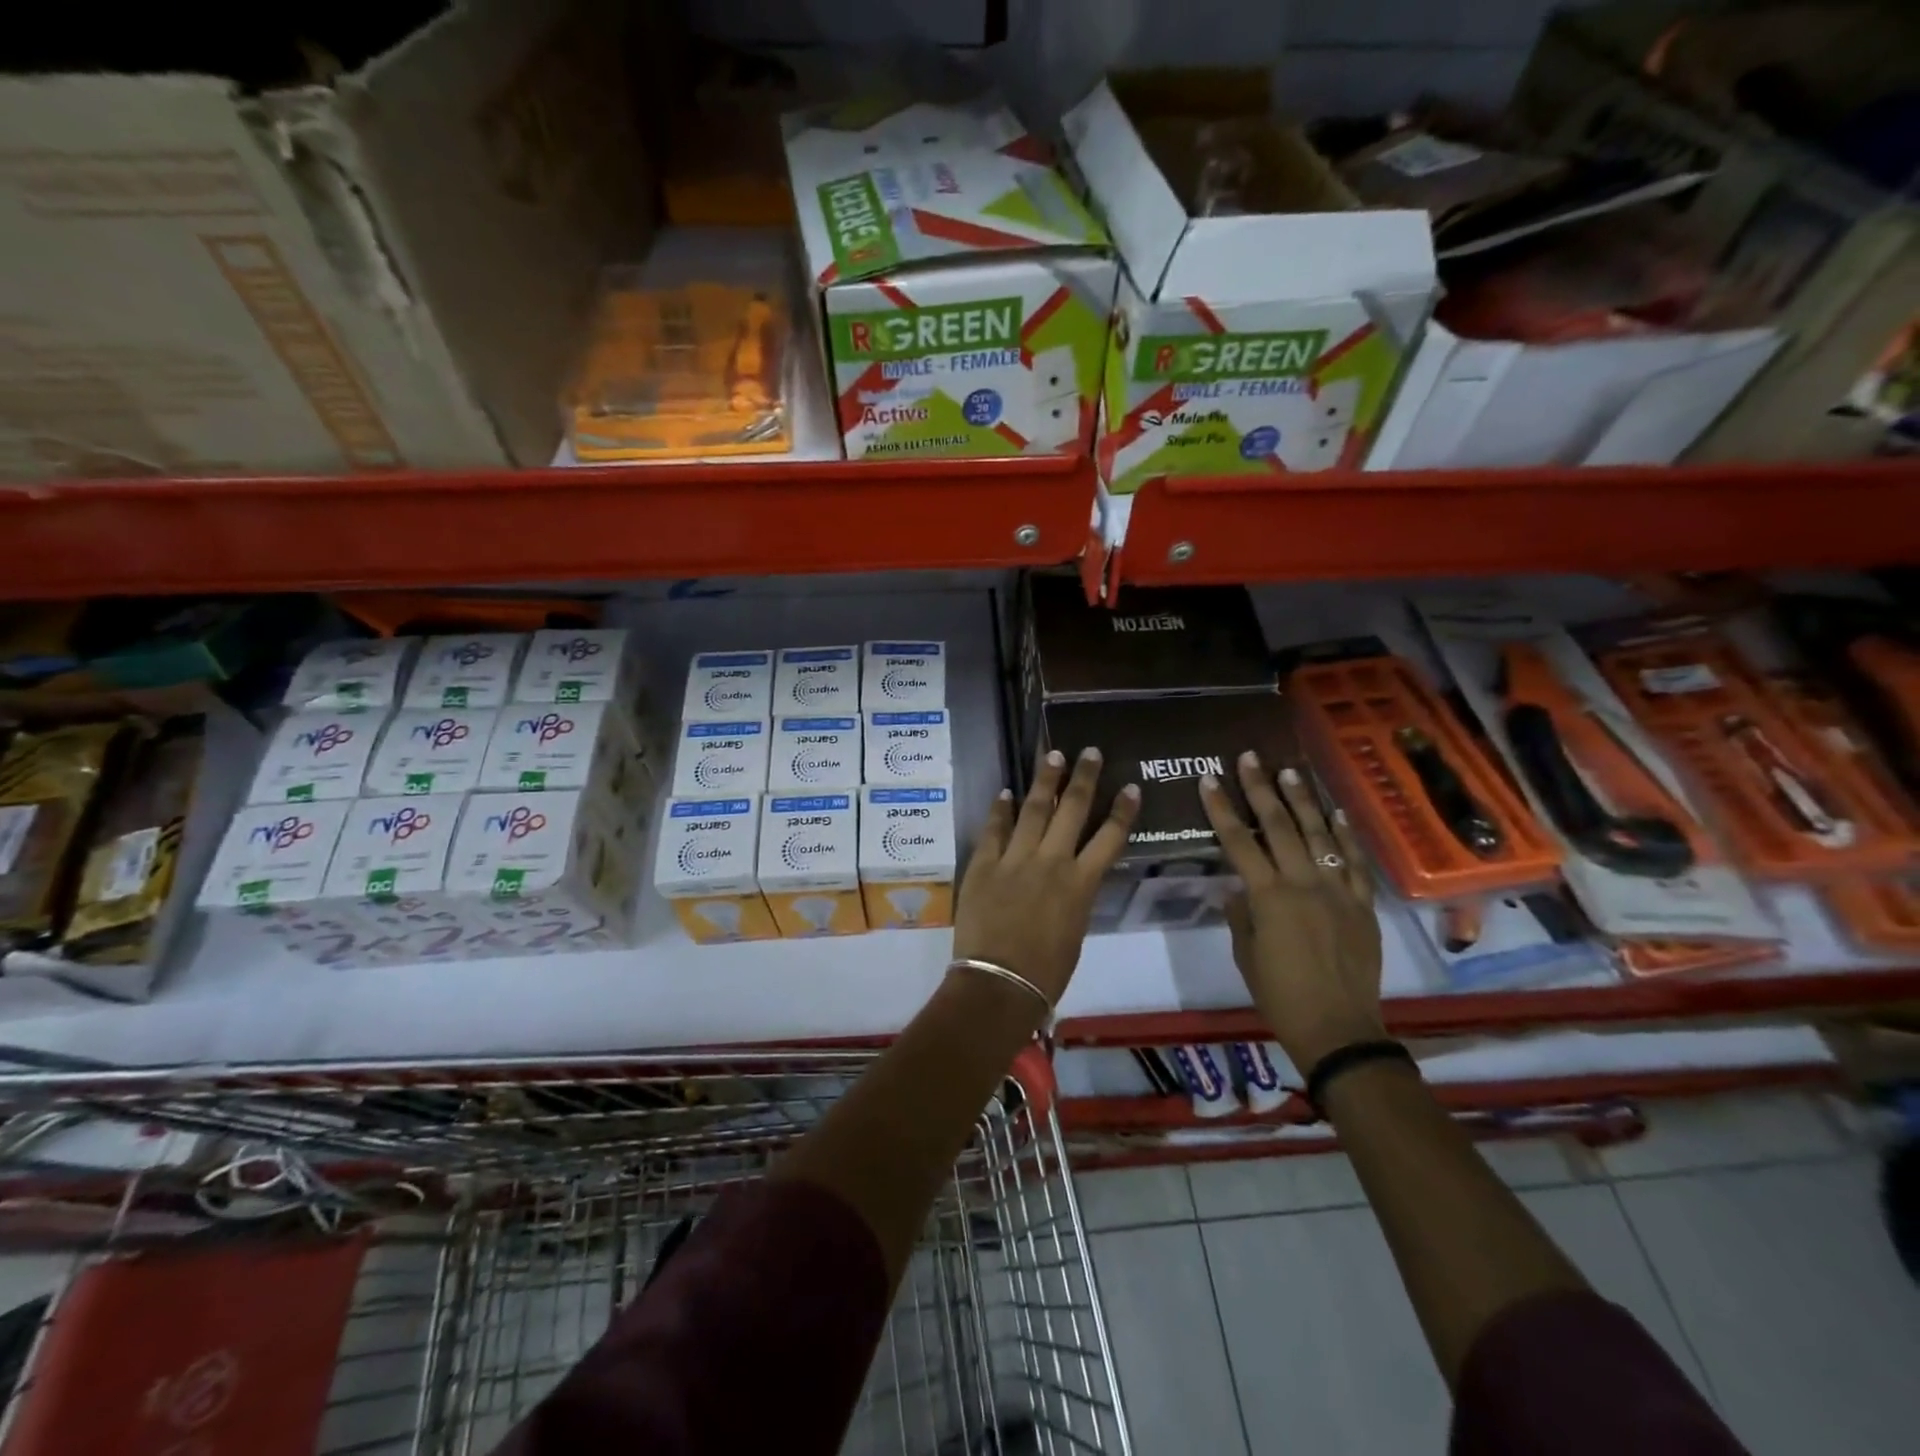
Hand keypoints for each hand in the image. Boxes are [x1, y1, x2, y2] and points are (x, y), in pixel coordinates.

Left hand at [952, 748, 1140, 1003]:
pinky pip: (993, 830)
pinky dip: (1000, 811)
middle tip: (1089, 751)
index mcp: (1081, 884)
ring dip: (1044, 781)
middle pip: (1072, 810)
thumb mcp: (1075, 931)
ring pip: (1033, 810)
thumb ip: (1075, 897)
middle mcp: (1051, 862)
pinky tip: (1005, 793)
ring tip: (1052, 755)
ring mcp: (1015, 859)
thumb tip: (1071, 878)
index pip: (1110, 838)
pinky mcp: (984, 864)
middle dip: (1083, 778)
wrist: (999, 982)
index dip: (1122, 811)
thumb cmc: (1046, 971)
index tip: (1130, 787)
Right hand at [1200, 753, 1384, 1072]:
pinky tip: (1335, 813)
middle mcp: (1303, 884)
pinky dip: (1344, 835)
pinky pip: (1353, 862)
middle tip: (1250, 758)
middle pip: (1279, 826)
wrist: (1339, 1028)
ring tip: (1289, 771)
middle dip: (1261, 789)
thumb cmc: (1280, 995)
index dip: (1221, 808)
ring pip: (1318, 835)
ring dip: (1302, 801)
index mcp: (1269, 897)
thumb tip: (1239, 889)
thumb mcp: (1246, 955)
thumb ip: (1241, 915)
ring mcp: (1337, 891)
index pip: (1238, 842)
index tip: (1209, 779)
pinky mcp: (1361, 904)